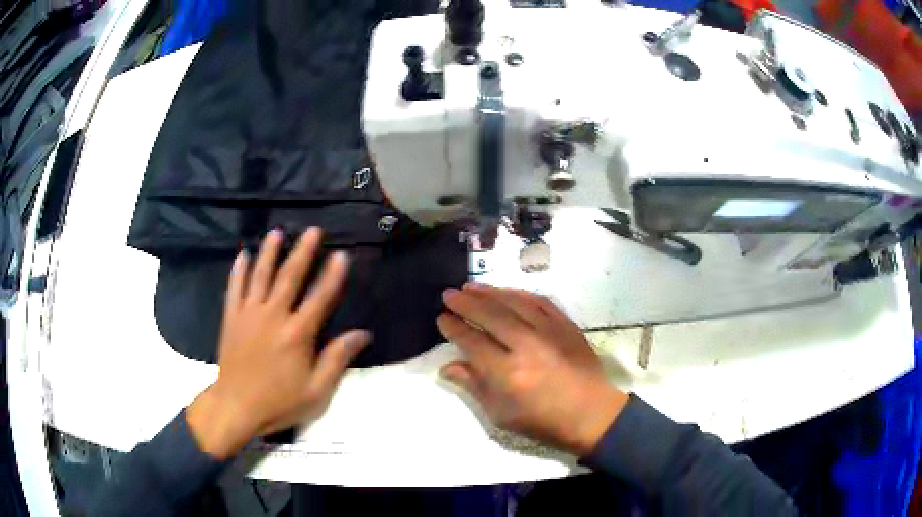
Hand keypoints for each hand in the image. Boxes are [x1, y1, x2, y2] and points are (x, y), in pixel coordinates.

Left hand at [187, 228, 370, 459]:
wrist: (236, 407)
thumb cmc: (279, 402)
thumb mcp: (316, 391)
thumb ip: (337, 359)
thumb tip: (363, 334)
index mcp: (297, 334)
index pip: (319, 298)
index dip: (332, 275)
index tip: (340, 255)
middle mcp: (273, 316)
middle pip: (289, 277)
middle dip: (302, 252)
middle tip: (313, 230)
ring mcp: (249, 314)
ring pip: (260, 276)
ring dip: (269, 252)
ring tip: (277, 233)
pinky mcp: (231, 318)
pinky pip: (234, 288)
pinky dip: (239, 270)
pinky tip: (243, 255)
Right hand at [437, 283, 627, 456]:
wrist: (590, 414)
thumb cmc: (542, 422)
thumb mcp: (501, 415)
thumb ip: (473, 386)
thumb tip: (447, 366)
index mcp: (508, 374)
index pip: (472, 341)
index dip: (454, 328)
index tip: (441, 318)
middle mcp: (527, 346)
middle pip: (490, 315)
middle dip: (466, 303)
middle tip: (449, 294)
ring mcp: (550, 332)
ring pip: (514, 303)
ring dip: (489, 292)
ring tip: (471, 287)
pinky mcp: (567, 325)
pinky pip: (540, 301)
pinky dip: (519, 294)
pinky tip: (506, 291)